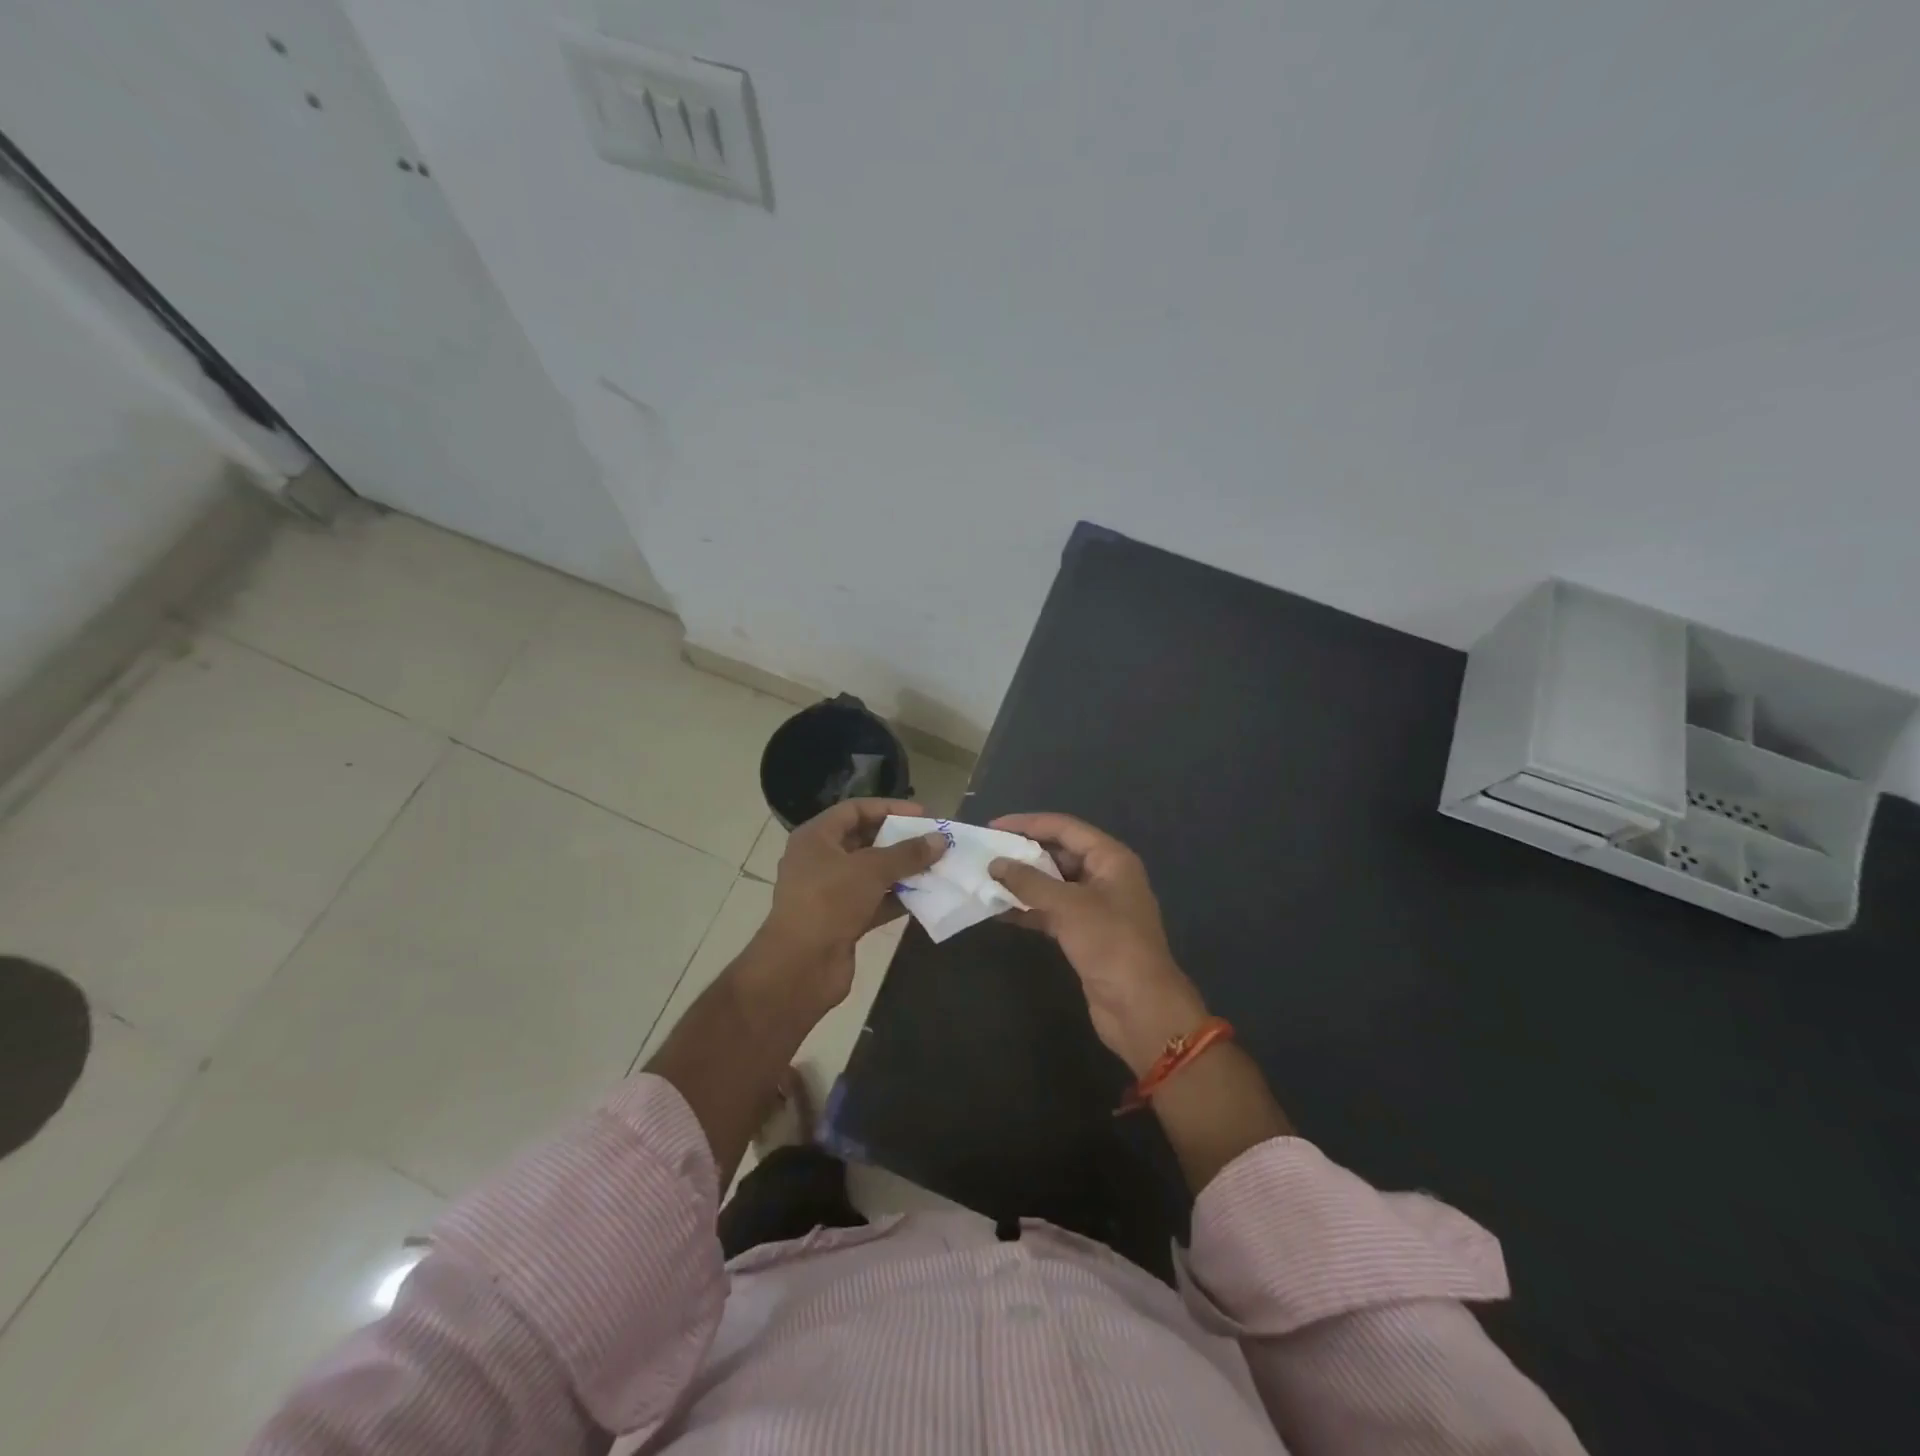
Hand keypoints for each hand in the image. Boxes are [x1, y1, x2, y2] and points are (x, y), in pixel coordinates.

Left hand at [757, 798, 946, 1009]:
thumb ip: (908, 853)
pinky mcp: (841, 921)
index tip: (923, 815)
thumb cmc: (830, 902)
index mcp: (816, 838)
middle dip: (899, 841)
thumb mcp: (871, 870)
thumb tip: (940, 840)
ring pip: (871, 874)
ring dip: (902, 871)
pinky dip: (896, 899)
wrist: (800, 967)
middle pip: (864, 841)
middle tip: (933, 842)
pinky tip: (925, 898)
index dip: (889, 808)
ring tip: (936, 868)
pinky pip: (873, 902)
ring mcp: (829, 893)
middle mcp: (819, 860)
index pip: (855, 810)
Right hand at [988, 813, 1208, 1074]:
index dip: (1028, 824)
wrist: (1140, 1007)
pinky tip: (998, 911)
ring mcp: (1096, 907)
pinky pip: (1052, 911)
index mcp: (1111, 859)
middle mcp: (1105, 876)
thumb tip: (995, 864)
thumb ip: (1029, 882)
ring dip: (1022, 883)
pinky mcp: (1085, 934)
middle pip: (1059, 853)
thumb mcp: (1069, 906)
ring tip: (985, 879)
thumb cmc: (1110, 944)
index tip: (993, 826)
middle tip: (985, 854)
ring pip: (1053, 884)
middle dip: (1023, 853)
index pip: (1065, 828)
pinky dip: (1028, 909)